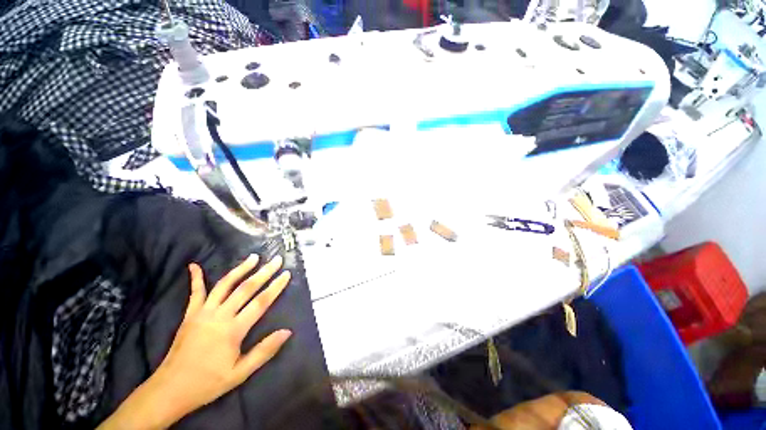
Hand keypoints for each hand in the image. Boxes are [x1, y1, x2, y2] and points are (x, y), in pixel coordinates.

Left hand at [99, 255, 291, 429]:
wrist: (170, 389)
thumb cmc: (208, 383)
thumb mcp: (240, 373)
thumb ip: (264, 351)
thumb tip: (287, 331)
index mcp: (233, 330)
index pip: (261, 302)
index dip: (275, 287)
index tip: (287, 274)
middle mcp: (219, 316)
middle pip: (246, 288)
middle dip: (264, 272)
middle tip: (276, 260)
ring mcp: (203, 313)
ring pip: (225, 285)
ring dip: (240, 269)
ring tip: (254, 257)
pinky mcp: (190, 315)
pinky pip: (195, 293)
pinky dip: (196, 278)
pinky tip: (194, 265)